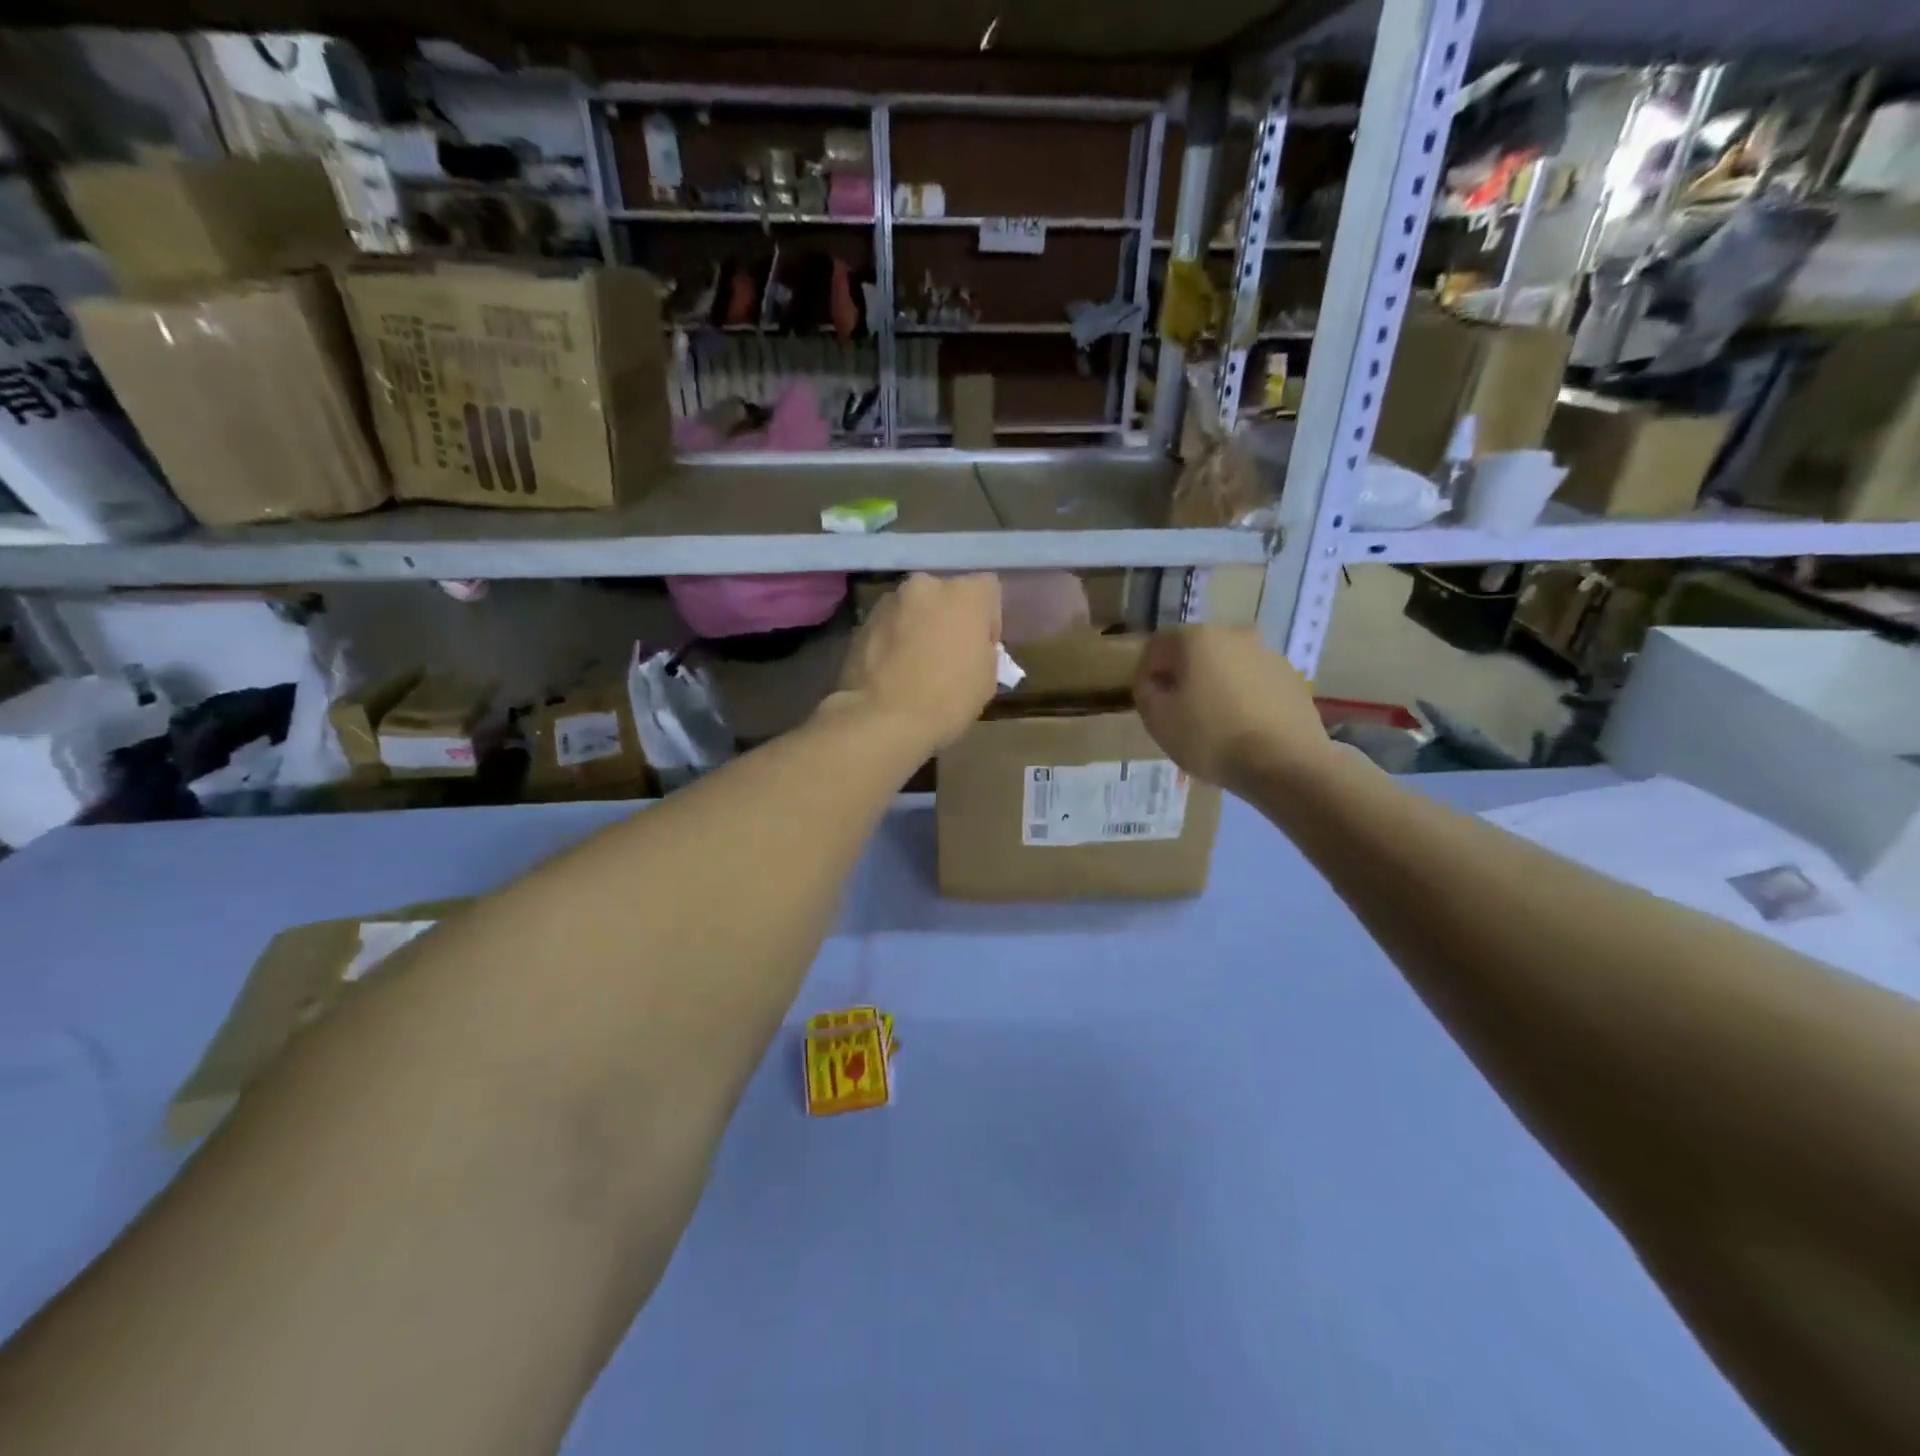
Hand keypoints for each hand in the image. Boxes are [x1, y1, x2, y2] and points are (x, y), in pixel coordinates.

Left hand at [832, 573, 1001, 753]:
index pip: (987, 589)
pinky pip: (889, 625)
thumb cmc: (947, 699)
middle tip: (948, 654)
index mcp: (965, 593)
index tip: (980, 648)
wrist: (882, 719)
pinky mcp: (862, 621)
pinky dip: (894, 639)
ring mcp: (889, 601)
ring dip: (919, 627)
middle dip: (949, 618)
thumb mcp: (988, 679)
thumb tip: (971, 646)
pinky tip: (894, 670)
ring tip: (916, 665)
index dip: (988, 619)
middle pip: (946, 595)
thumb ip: (984, 649)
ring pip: (914, 608)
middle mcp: (925, 584)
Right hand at [1133, 626, 1330, 792]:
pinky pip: (1254, 683)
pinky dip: (1243, 698)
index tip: (1147, 701)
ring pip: (1227, 666)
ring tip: (1213, 723)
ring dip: (1215, 686)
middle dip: (1183, 677)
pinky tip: (1242, 728)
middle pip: (1195, 652)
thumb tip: (1154, 682)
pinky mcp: (1292, 679)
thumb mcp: (1157, 720)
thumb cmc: (1211, 738)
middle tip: (1178, 711)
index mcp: (1197, 638)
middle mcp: (1235, 635)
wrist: (1286, 764)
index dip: (1146, 673)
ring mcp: (1269, 655)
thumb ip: (1146, 692)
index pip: (1157, 646)